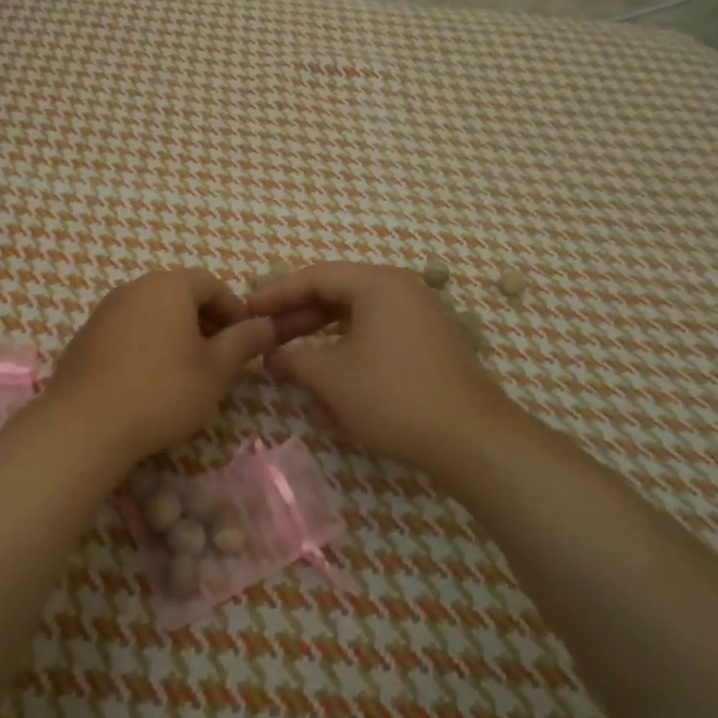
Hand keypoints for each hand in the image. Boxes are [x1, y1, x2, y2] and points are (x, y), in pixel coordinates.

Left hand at [44, 269, 276, 464]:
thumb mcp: (216, 370)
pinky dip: (145, 345)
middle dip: (204, 321)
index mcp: (169, 286)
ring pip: (152, 313)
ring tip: (185, 372)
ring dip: (174, 334)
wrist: (85, 424)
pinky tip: (148, 380)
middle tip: (218, 359)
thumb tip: (267, 324)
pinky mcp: (85, 336)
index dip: (234, 310)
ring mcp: (105, 310)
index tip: (243, 342)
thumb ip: (244, 342)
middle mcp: (134, 287)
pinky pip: (127, 330)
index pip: (212, 284)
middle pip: (180, 294)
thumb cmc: (163, 391)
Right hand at [246, 262, 520, 470]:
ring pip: (356, 320)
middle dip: (298, 318)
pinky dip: (348, 354)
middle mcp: (402, 291)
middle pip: (337, 295)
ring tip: (291, 361)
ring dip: (321, 339)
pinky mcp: (428, 349)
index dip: (276, 294)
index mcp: (379, 284)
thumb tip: (272, 355)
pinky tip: (330, 383)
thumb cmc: (393, 396)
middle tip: (265, 336)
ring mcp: (420, 320)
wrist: (471, 441)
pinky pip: (377, 340)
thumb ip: (293, 359)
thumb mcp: (331, 376)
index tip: (246, 311)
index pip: (316, 276)